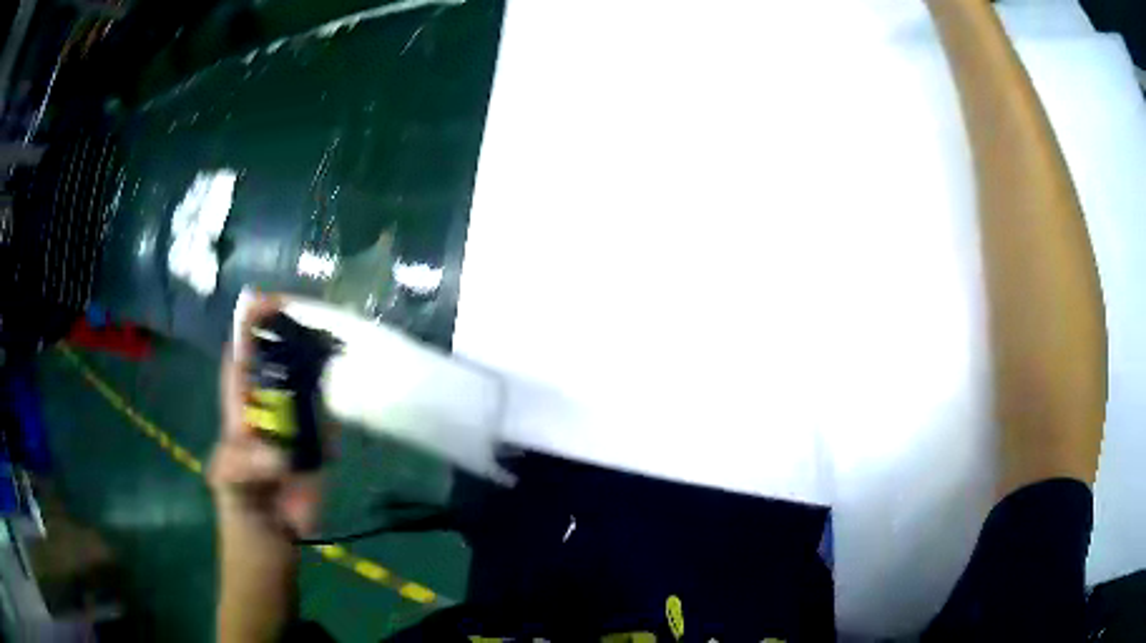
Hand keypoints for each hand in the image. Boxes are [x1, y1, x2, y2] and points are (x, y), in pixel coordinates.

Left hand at [209, 293, 320, 537]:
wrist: (272, 539)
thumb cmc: (241, 506)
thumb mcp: (231, 486)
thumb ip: (244, 469)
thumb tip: (277, 457)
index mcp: (239, 411)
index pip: (241, 361)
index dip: (248, 330)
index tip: (265, 302)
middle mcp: (267, 409)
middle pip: (276, 363)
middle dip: (290, 334)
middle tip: (315, 311)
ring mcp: (294, 426)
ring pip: (304, 384)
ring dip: (317, 360)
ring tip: (337, 334)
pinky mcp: (319, 445)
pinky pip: (328, 415)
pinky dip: (336, 397)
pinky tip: (350, 375)